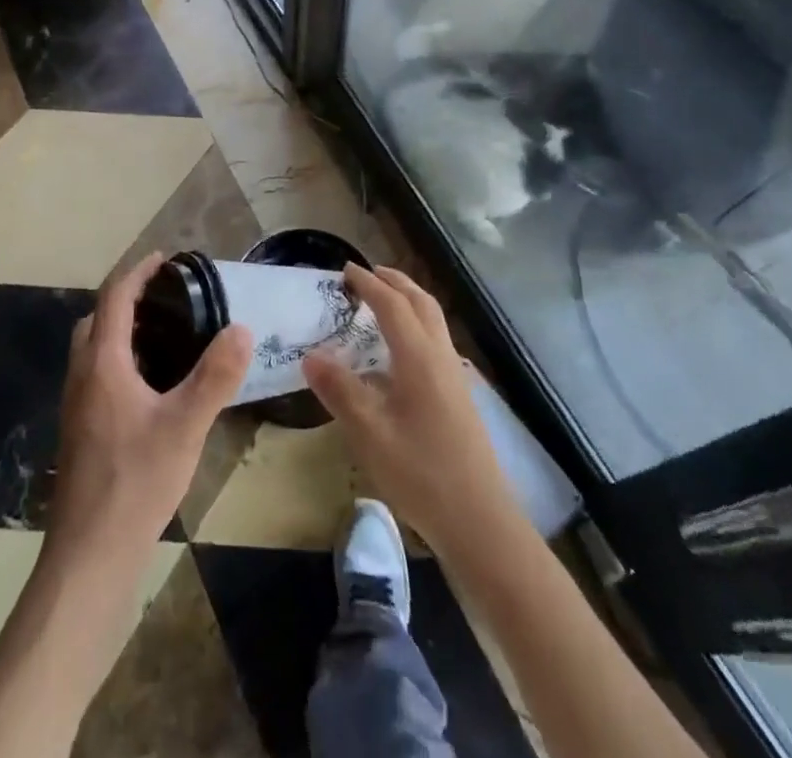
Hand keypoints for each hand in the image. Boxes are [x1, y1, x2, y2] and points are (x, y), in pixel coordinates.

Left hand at [48, 253, 252, 564]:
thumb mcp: (185, 426)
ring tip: (168, 335)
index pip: (114, 298)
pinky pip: (98, 374)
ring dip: (123, 330)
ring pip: (95, 349)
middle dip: (128, 299)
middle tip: (168, 298)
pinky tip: (154, 386)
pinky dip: (122, 359)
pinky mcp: (82, 430)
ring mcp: (78, 406)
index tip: (165, 258)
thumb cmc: (135, 482)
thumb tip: (241, 328)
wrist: (90, 555)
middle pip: (97, 319)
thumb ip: (215, 376)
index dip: (138, 272)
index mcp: (102, 364)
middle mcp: (82, 376)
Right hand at [303, 264, 518, 554]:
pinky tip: (400, 352)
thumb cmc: (422, 474)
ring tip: (384, 301)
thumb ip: (340, 390)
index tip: (344, 270)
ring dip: (409, 300)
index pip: (392, 305)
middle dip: (395, 282)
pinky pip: (436, 341)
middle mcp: (440, 356)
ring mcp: (455, 376)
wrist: (481, 521)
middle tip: (368, 273)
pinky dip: (417, 325)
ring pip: (433, 320)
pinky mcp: (460, 395)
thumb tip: (310, 355)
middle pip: (421, 302)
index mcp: (419, 357)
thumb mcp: (370, 434)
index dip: (368, 284)